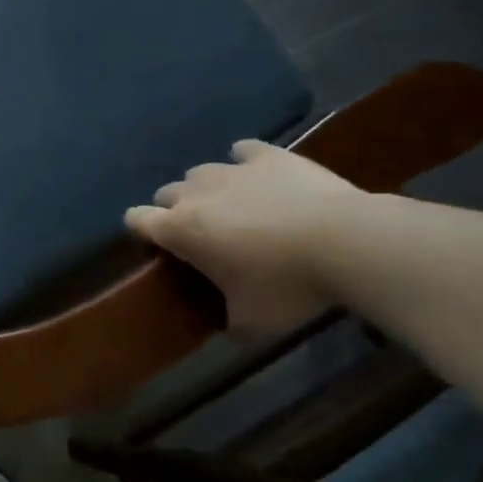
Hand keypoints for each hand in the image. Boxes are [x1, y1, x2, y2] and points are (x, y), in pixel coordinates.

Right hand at [125, 140, 364, 335]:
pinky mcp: (267, 156)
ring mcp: (231, 170)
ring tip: (236, 207)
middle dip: (177, 210)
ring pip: (201, 172)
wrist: (346, 241)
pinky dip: (246, 162)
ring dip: (209, 188)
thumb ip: (231, 321)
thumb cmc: (288, 284)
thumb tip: (230, 330)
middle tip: (205, 235)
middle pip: (167, 193)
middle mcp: (195, 194)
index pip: (136, 219)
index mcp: (180, 230)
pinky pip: (244, 152)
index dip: (142, 230)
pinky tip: (261, 177)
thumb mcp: (254, 321)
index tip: (159, 245)